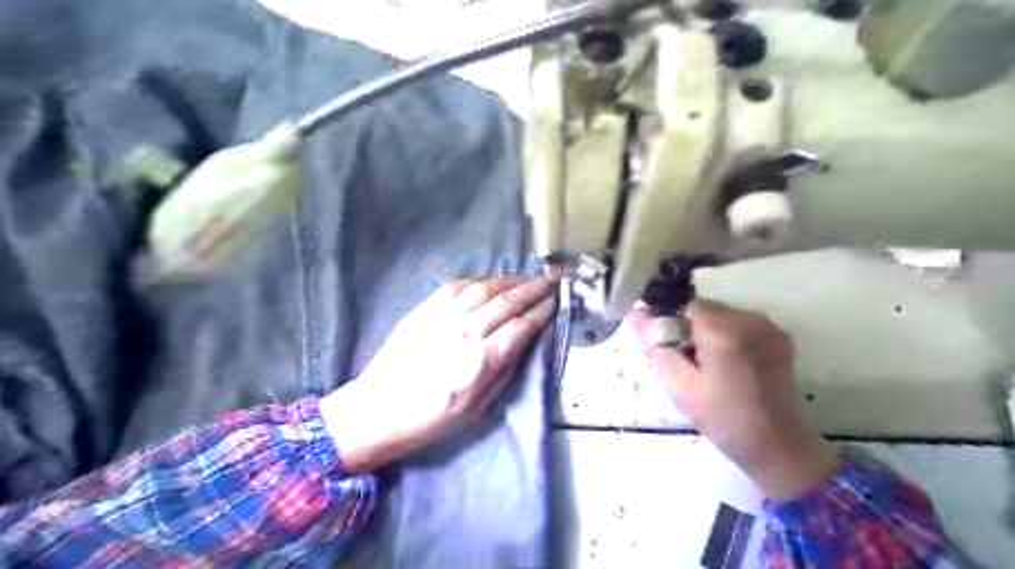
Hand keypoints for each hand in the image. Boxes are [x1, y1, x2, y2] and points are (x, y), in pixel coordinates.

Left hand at [321, 278, 553, 472]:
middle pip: (508, 301)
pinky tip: (489, 283)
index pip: (522, 326)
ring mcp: (443, 318)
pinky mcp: (424, 310)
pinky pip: (457, 287)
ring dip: (510, 281)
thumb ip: (505, 372)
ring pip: (485, 288)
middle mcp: (466, 333)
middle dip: (534, 288)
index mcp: (482, 362)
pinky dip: (478, 281)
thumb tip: (523, 342)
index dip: (543, 310)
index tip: (557, 300)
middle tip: (552, 279)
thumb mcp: (478, 408)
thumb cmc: (432, 419)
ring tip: (525, 279)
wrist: (378, 410)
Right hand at [632, 301, 835, 498]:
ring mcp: (768, 326)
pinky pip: (741, 323)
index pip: (683, 303)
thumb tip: (636, 313)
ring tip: (707, 363)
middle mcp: (749, 319)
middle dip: (688, 326)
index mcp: (724, 330)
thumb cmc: (721, 418)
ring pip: (722, 314)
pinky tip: (728, 363)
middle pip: (704, 308)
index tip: (664, 344)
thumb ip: (655, 345)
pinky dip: (728, 335)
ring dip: (707, 330)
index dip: (668, 320)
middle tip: (684, 359)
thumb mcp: (678, 385)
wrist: (776, 444)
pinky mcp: (779, 336)